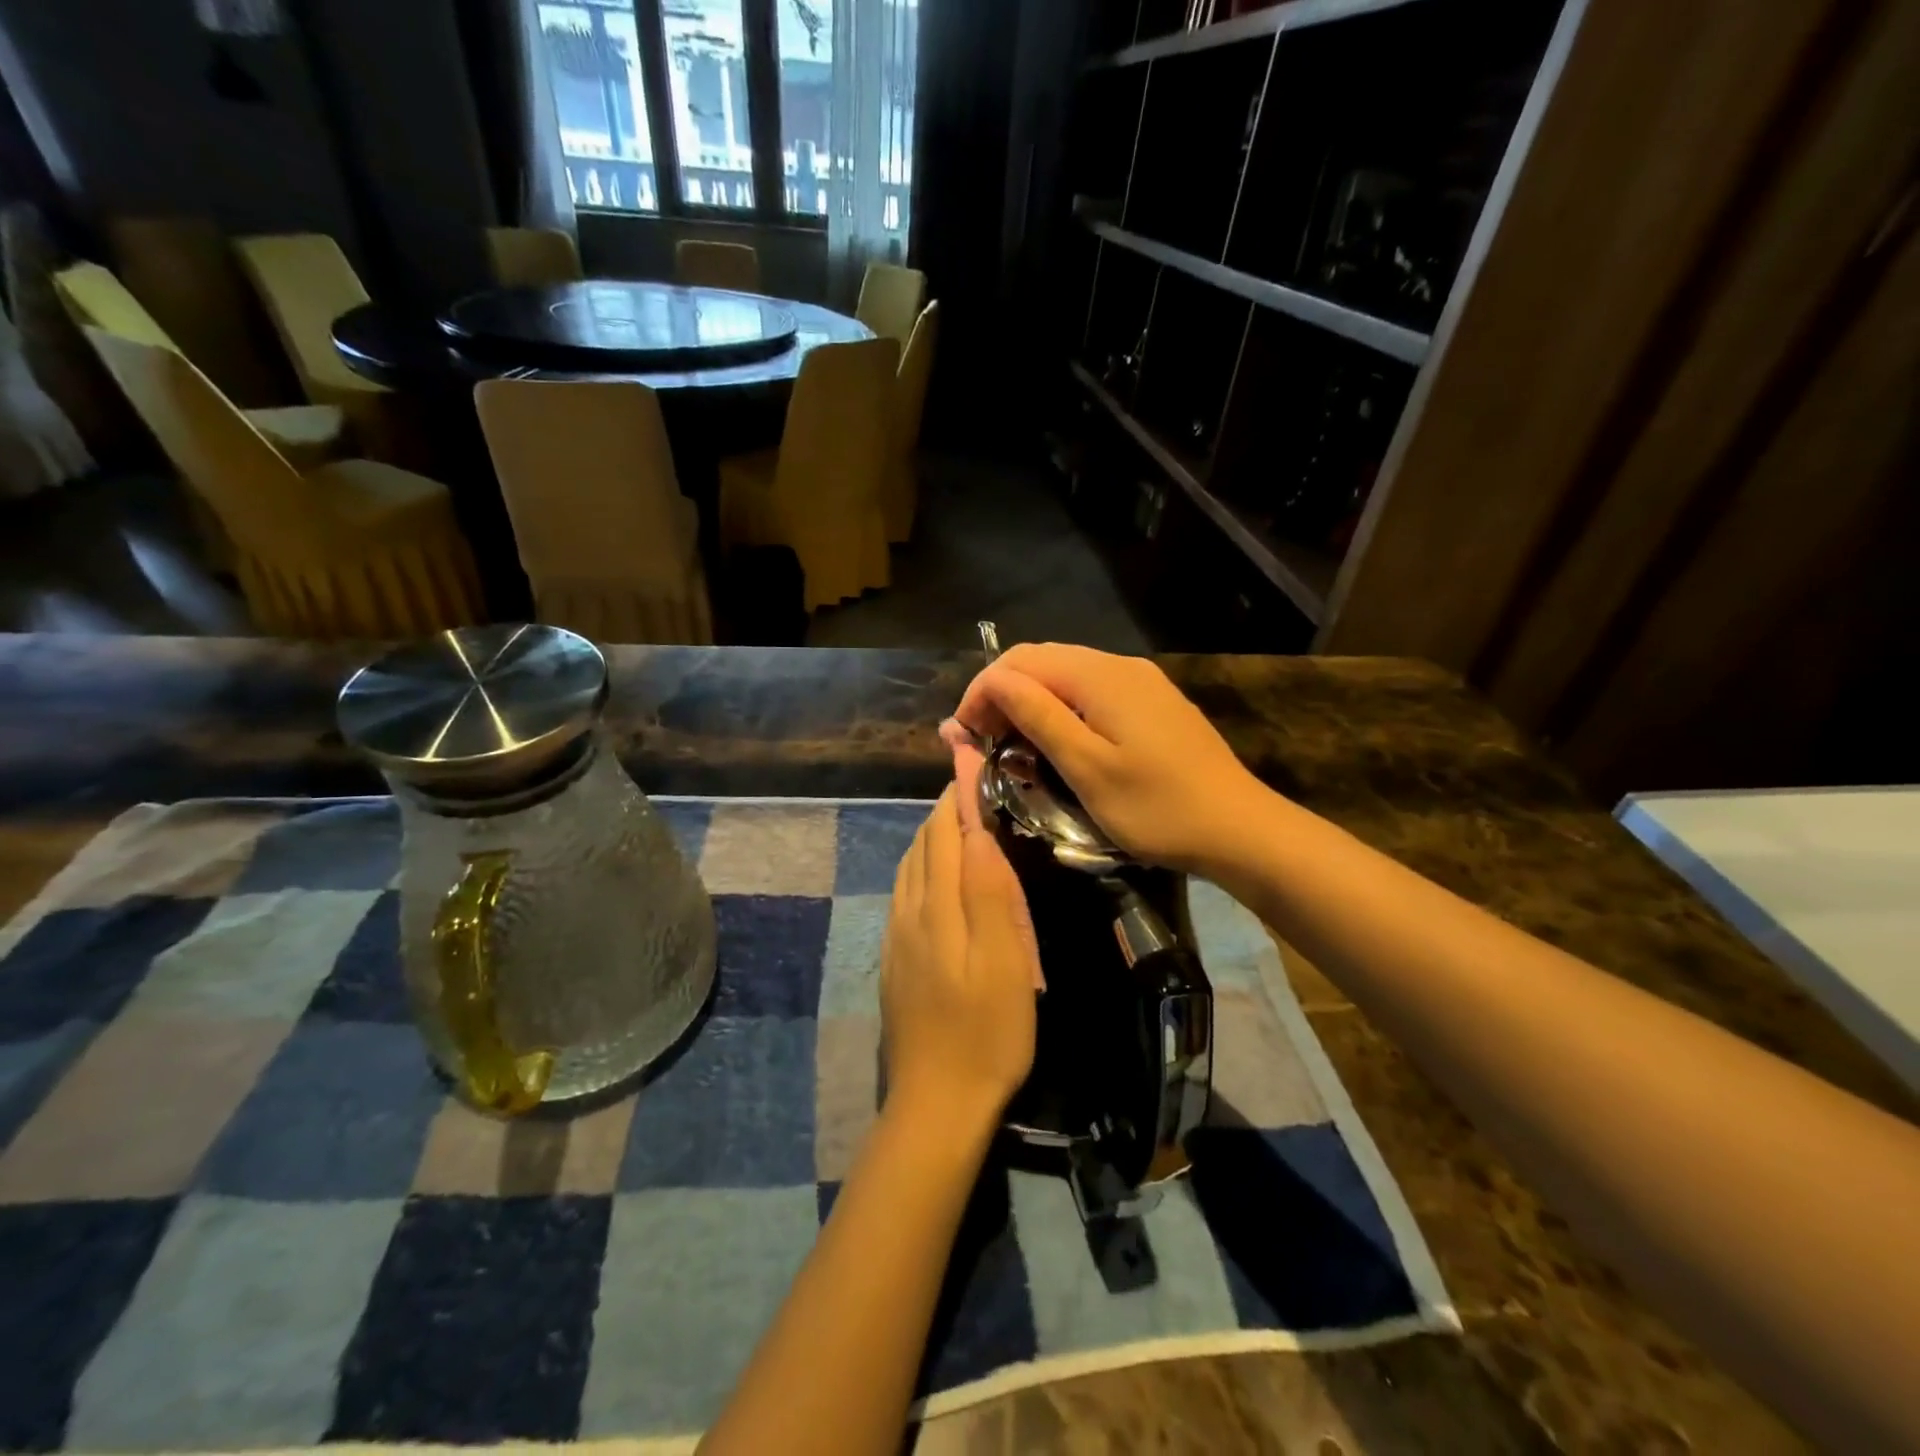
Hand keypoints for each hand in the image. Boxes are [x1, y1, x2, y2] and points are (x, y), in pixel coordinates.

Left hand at [881, 772, 1038, 1132]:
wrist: (937, 1102)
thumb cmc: (986, 1032)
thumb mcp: (1004, 961)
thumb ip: (988, 892)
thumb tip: (977, 829)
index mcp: (935, 906)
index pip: (942, 832)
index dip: (959, 796)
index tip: (977, 764)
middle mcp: (908, 911)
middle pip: (922, 845)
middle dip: (945, 811)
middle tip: (978, 790)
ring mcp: (897, 937)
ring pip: (910, 869)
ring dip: (932, 838)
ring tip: (960, 824)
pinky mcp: (895, 960)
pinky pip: (906, 895)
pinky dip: (923, 869)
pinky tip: (937, 880)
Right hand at [948, 643, 1272, 875]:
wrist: (1239, 828)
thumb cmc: (1157, 807)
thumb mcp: (1087, 767)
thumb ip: (1038, 716)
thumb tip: (993, 682)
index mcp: (1099, 676)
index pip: (1019, 662)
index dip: (981, 692)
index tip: (961, 736)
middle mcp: (1118, 665)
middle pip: (1041, 661)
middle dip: (1001, 694)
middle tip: (980, 742)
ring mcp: (1140, 682)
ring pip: (1065, 675)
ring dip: (1029, 702)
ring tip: (1009, 744)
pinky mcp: (1153, 702)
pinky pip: (1091, 691)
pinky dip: (1060, 709)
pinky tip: (1056, 740)